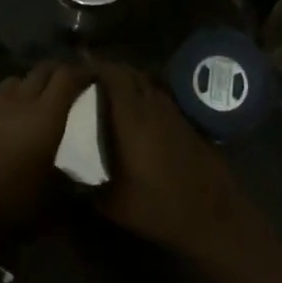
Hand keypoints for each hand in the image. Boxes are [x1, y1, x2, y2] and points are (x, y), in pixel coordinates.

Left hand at [0, 61, 87, 241]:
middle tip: (73, 83)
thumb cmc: (14, 204)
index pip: (66, 77)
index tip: (94, 77)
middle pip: (42, 70)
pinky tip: (18, 119)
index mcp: (45, 115)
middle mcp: (20, 102)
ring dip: (33, 82)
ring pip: (18, 79)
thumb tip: (81, 180)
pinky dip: (15, 98)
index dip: (82, 72)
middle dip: (59, 71)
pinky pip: (1, 97)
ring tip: (44, 98)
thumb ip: (71, 182)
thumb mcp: (54, 198)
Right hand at [95, 64, 254, 258]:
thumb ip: (87, 186)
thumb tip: (68, 175)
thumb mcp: (114, 204)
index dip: (94, 66)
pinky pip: (159, 96)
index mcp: (132, 118)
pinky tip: (136, 112)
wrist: (213, 216)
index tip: (76, 68)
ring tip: (108, 92)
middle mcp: (153, 106)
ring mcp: (173, 113)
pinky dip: (144, 94)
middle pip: (130, 73)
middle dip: (108, 70)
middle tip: (87, 78)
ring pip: (147, 83)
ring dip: (128, 81)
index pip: (113, 76)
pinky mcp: (186, 123)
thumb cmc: (160, 207)